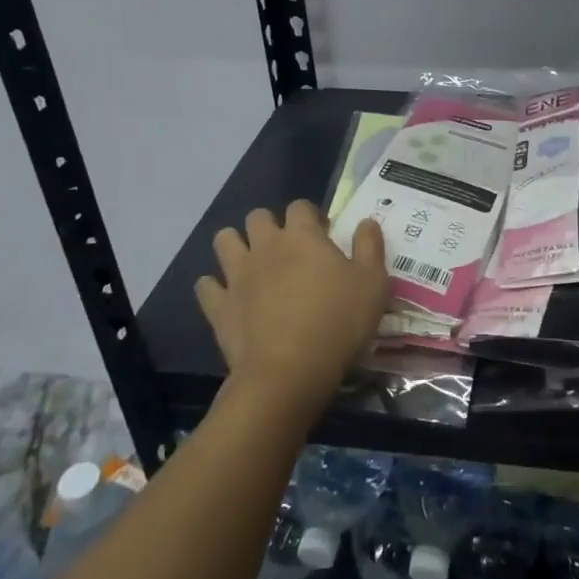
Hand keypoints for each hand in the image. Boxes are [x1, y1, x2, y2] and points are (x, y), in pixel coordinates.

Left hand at [196, 201, 387, 414]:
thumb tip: (366, 221)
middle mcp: (265, 246)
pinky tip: (226, 296)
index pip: (300, 206)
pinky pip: (205, 286)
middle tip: (287, 248)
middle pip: (258, 217)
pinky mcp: (219, 306)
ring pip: (224, 240)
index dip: (310, 215)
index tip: (322, 234)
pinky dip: (214, 287)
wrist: (289, 372)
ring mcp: (237, 275)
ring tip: (252, 263)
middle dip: (270, 225)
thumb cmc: (338, 322)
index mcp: (302, 236)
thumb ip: (370, 247)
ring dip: (235, 245)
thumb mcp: (373, 284)